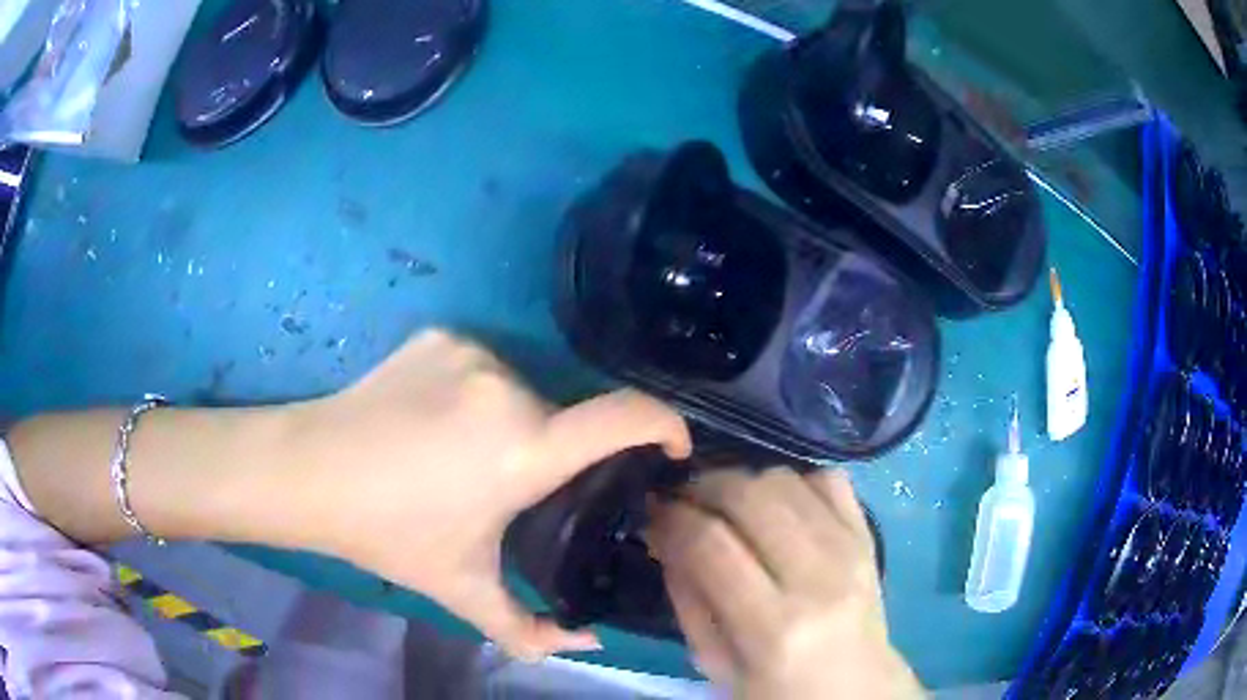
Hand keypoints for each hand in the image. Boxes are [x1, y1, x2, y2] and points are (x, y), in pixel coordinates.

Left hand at [289, 330, 691, 659]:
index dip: (664, 426)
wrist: (310, 469)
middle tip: (509, 489)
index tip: (670, 450)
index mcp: (522, 450)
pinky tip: (433, 421)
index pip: (625, 418)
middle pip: (561, 418)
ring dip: (511, 424)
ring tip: (462, 458)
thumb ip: (532, 633)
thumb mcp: (464, 590)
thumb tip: (592, 642)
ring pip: (521, 391)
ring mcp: (471, 352)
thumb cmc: (389, 534)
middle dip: (551, 453)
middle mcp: (506, 388)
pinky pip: (482, 366)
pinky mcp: (442, 334)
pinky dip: (474, 394)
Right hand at [648, 468, 923, 698]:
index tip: (654, 512)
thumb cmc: (776, 689)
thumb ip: (687, 598)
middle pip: (750, 496)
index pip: (711, 544)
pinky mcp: (870, 536)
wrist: (856, 689)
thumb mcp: (715, 664)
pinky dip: (794, 481)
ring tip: (726, 505)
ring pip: (786, 479)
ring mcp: (851, 551)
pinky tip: (777, 505)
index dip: (673, 518)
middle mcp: (818, 579)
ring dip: (743, 481)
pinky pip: (830, 479)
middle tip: (684, 501)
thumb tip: (663, 534)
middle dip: (703, 488)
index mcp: (774, 628)